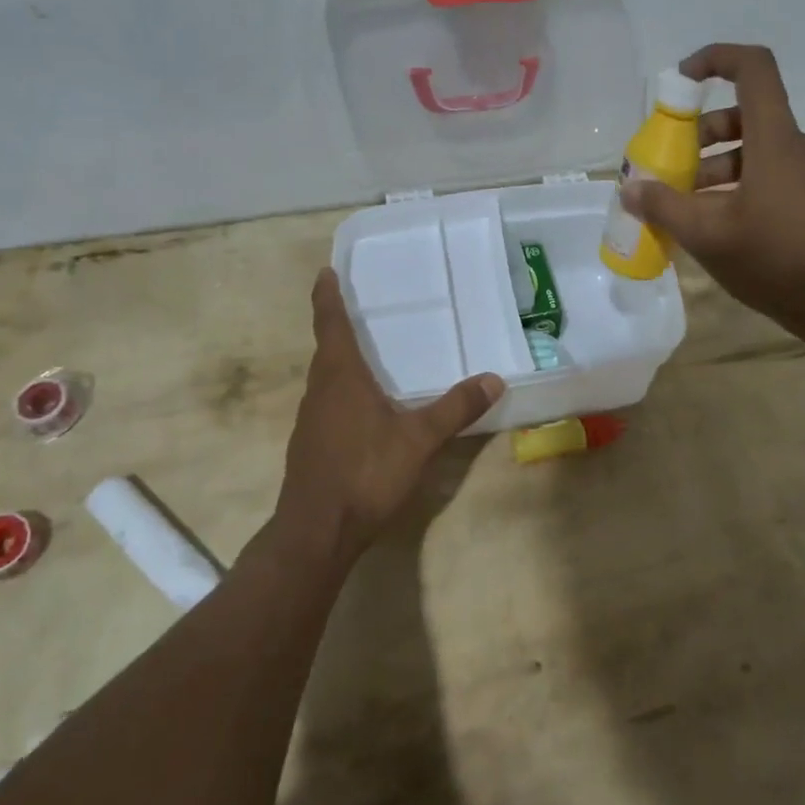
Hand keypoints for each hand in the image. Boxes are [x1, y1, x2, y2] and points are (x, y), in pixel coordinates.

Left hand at [278, 269, 504, 563]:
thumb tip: (494, 379)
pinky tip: (364, 408)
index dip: (327, 296)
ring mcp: (309, 420)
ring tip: (367, 353)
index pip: (330, 324)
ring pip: (325, 378)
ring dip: (340, 360)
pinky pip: (327, 403)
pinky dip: (342, 391)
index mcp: (340, 377)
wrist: (316, 532)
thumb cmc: (365, 473)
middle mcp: (319, 391)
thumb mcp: (419, 439)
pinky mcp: (310, 445)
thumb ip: (455, 408)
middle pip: (326, 348)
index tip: (325, 272)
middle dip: (338, 325)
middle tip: (360, 307)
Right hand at [623, 43, 804, 330]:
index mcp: (774, 140)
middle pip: (743, 115)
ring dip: (714, 166)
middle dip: (700, 134)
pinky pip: (768, 173)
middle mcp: (795, 145)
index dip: (715, 59)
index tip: (681, 80)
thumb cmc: (773, 259)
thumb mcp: (707, 235)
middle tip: (672, 167)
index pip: (753, 68)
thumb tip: (630, 189)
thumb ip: (664, 207)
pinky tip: (715, 223)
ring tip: (686, 205)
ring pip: (753, 149)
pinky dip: (736, 184)